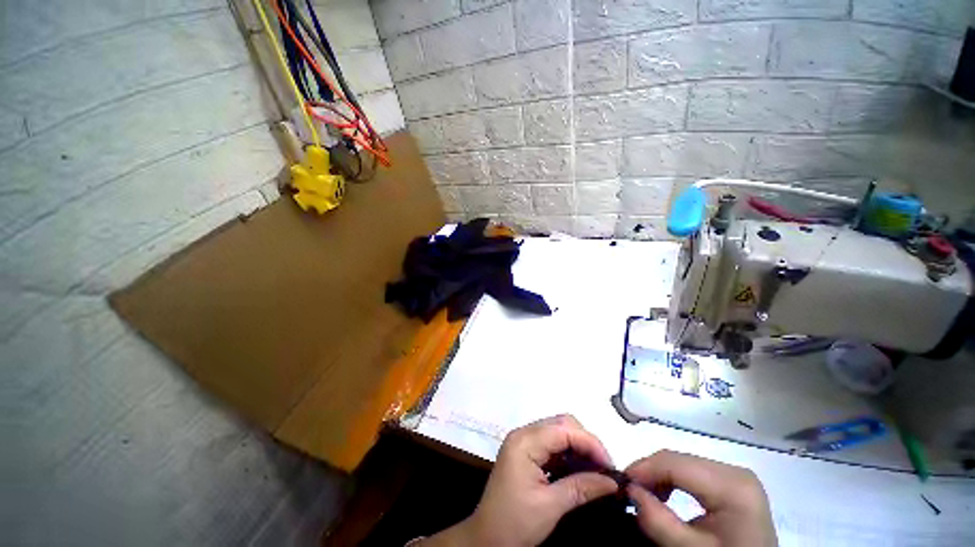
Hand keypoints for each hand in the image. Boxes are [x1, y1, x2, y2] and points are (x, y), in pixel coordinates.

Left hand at [424, 415, 618, 546]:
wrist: (486, 538)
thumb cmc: (514, 522)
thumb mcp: (550, 507)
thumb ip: (581, 488)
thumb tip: (612, 481)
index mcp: (525, 441)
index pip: (564, 430)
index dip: (590, 443)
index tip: (611, 466)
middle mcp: (524, 434)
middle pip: (561, 424)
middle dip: (586, 442)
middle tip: (604, 468)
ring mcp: (523, 442)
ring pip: (558, 432)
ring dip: (579, 447)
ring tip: (596, 469)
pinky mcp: (525, 452)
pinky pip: (552, 444)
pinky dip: (568, 453)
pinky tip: (580, 469)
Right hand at [625, 450, 776, 546]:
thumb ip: (659, 522)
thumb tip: (630, 490)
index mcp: (732, 485)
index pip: (674, 462)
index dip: (642, 469)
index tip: (619, 484)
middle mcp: (735, 471)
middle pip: (677, 460)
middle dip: (649, 473)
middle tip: (628, 493)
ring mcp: (735, 476)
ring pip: (682, 464)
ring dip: (658, 477)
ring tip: (644, 497)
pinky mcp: (732, 484)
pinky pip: (692, 473)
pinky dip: (672, 482)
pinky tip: (665, 497)